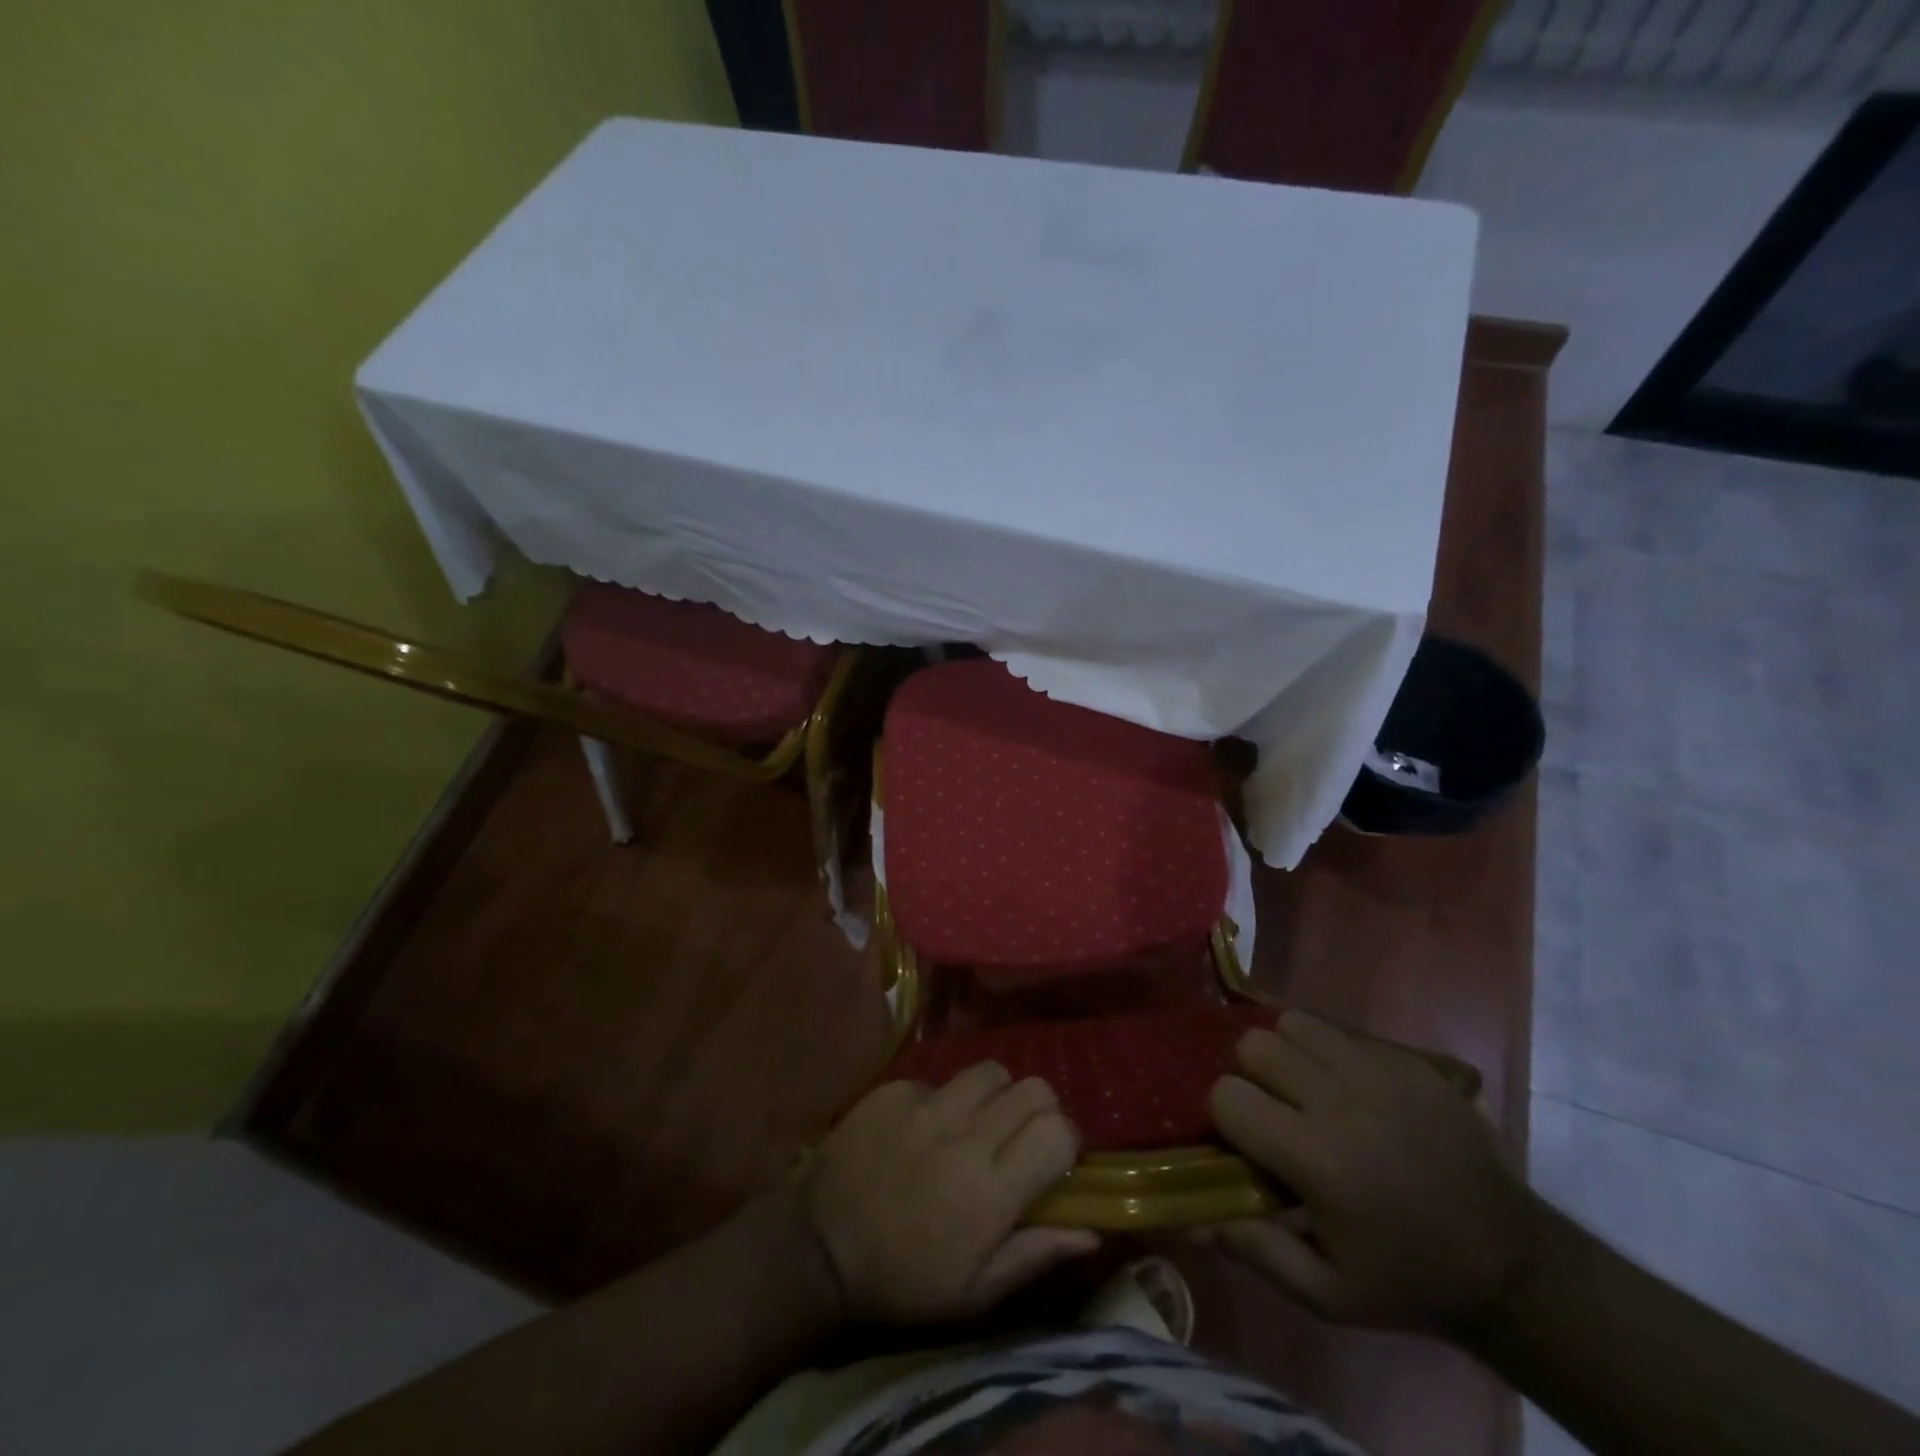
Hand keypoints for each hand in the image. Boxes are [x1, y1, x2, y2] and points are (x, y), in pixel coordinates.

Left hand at [804, 1064, 1099, 1324]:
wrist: (818, 1246)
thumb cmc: (903, 1281)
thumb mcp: (974, 1293)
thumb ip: (1036, 1253)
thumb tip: (1092, 1230)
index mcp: (991, 1189)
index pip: (1058, 1131)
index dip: (1065, 1142)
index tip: (1053, 1161)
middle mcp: (965, 1133)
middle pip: (1033, 1087)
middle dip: (1038, 1110)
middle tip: (1019, 1138)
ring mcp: (927, 1104)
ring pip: (990, 1071)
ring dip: (995, 1095)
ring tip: (977, 1123)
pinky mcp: (895, 1088)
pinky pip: (940, 1079)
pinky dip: (944, 1100)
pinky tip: (924, 1129)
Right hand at [1203, 1011, 1543, 1339]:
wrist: (1513, 1264)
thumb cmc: (1409, 1281)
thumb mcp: (1329, 1295)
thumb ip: (1256, 1251)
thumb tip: (1193, 1216)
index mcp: (1315, 1157)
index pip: (1227, 1095)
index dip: (1226, 1117)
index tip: (1245, 1143)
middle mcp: (1339, 1100)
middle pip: (1254, 1045)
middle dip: (1250, 1075)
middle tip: (1274, 1110)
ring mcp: (1377, 1072)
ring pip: (1293, 1023)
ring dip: (1286, 1052)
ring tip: (1304, 1089)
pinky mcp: (1407, 1060)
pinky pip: (1341, 1031)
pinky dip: (1329, 1051)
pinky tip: (1348, 1089)